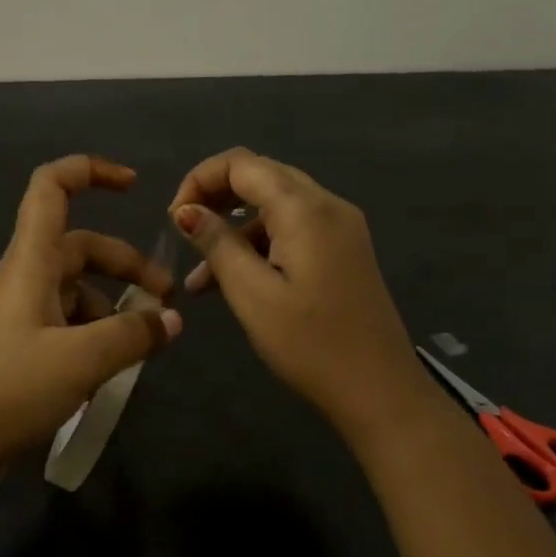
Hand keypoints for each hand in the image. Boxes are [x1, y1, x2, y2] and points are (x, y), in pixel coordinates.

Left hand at [0, 155, 180, 467]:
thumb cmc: (8, 389)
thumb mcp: (81, 361)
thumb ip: (131, 336)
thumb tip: (169, 321)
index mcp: (29, 262)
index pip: (51, 188)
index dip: (90, 171)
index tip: (133, 186)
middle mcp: (19, 277)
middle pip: (78, 247)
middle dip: (124, 266)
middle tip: (164, 301)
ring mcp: (13, 312)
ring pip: (71, 290)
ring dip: (109, 308)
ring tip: (138, 348)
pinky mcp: (11, 345)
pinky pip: (59, 323)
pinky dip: (88, 335)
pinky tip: (104, 372)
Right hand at [169, 148, 432, 436]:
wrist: (381, 392)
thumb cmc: (311, 345)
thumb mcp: (252, 294)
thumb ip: (217, 244)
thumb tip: (186, 210)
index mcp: (305, 209)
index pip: (241, 163)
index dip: (199, 180)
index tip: (174, 219)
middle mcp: (327, 205)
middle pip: (260, 176)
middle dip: (215, 198)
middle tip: (183, 233)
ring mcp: (340, 227)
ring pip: (274, 205)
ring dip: (234, 229)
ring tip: (198, 278)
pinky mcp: (343, 250)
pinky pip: (292, 230)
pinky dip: (259, 245)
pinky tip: (232, 283)